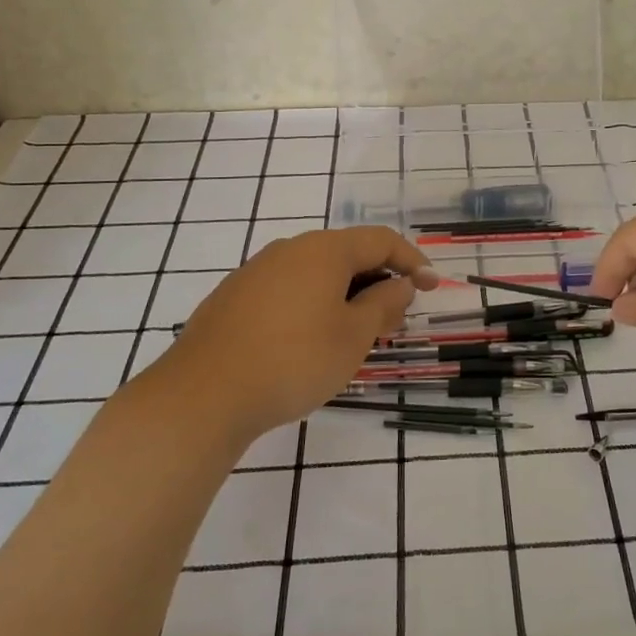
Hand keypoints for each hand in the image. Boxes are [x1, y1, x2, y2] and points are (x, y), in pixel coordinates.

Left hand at [134, 227, 437, 447]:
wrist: (203, 394)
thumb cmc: (294, 360)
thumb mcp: (353, 336)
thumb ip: (383, 304)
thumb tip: (400, 284)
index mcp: (324, 250)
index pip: (381, 241)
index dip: (412, 261)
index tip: (432, 286)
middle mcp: (290, 249)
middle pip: (347, 255)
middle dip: (378, 282)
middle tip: (395, 320)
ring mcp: (256, 271)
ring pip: (316, 274)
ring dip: (345, 296)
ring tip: (356, 334)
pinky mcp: (233, 297)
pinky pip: (288, 290)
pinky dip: (313, 305)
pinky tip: (310, 341)